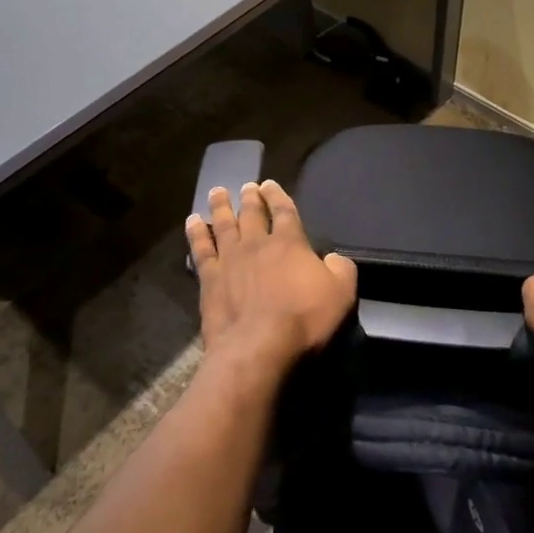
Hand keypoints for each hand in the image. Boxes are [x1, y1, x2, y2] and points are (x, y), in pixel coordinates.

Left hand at [185, 180, 357, 372]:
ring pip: (224, 224)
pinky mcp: (209, 280)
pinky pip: (200, 249)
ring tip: (218, 192)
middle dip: (250, 198)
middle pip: (252, 214)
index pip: (284, 210)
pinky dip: (196, 233)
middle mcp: (258, 243)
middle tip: (246, 186)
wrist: (258, 348)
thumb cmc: (305, 319)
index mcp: (290, 242)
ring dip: (221, 207)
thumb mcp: (342, 292)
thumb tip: (332, 258)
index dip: (278, 196)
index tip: (269, 184)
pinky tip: (192, 221)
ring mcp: (230, 260)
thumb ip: (341, 268)